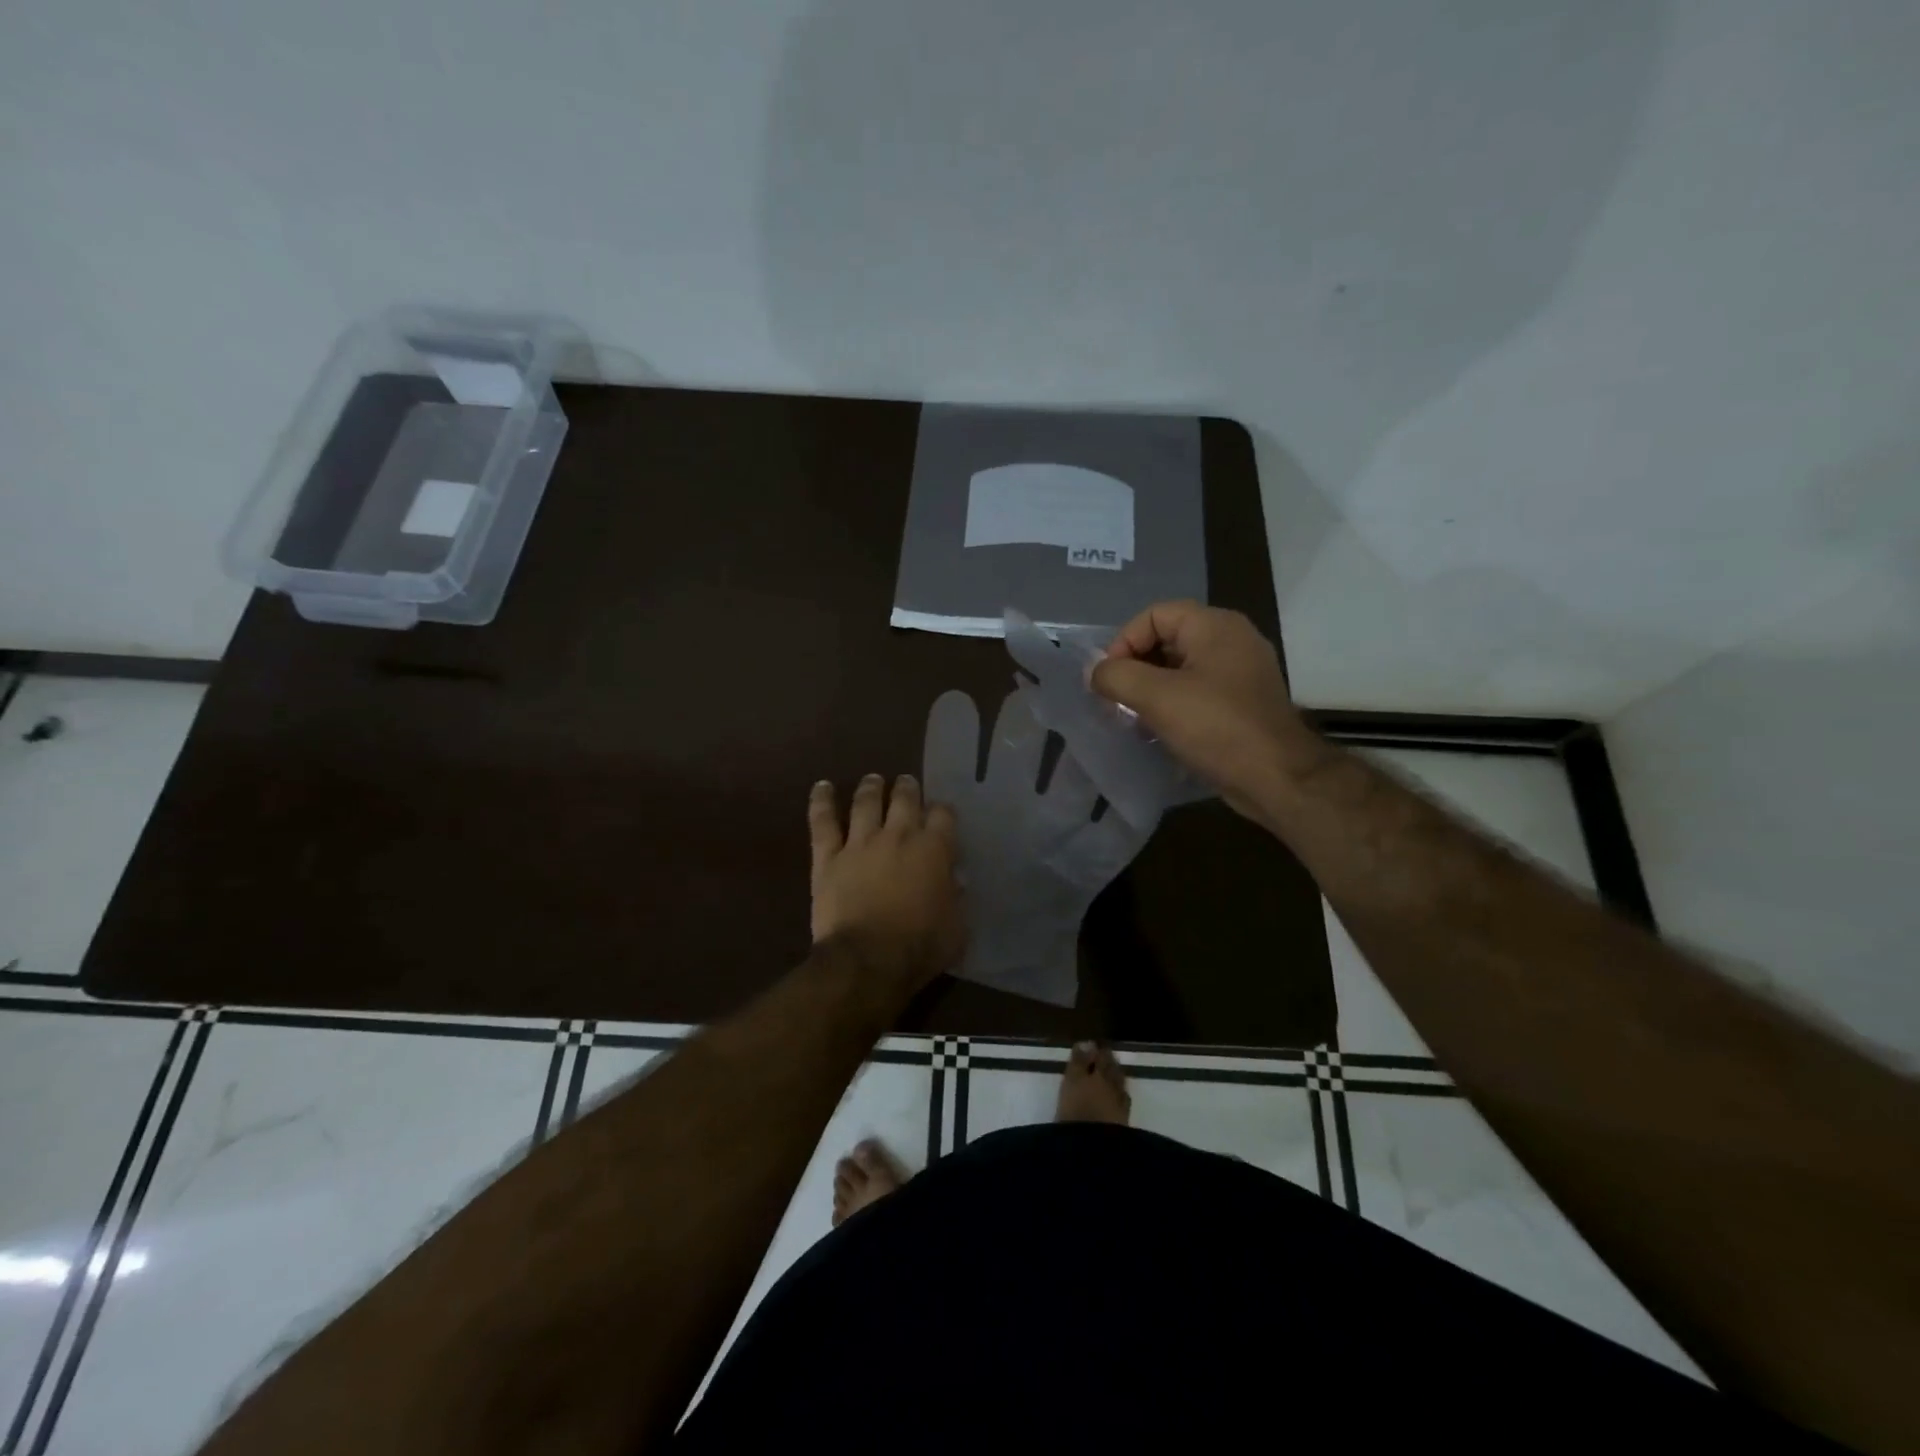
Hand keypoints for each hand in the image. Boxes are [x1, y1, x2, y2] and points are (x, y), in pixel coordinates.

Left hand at [808, 774, 963, 986]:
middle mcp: (898, 836)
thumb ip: (957, 899)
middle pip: (905, 799)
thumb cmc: (920, 947)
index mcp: (934, 850)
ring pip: (866, 803)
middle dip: (908, 788)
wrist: (867, 960)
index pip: (943, 815)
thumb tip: (954, 881)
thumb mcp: (957, 928)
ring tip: (874, 779)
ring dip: (871, 788)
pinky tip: (822, 786)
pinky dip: (821, 801)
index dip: (943, 811)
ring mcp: (861, 843)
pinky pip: (823, 822)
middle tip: (906, 783)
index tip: (941, 814)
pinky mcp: (829, 857)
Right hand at [1089, 601, 1324, 822]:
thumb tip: (1094, 671)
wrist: (1277, 778)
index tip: (1109, 680)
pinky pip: (1198, 691)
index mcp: (1214, 626)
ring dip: (1150, 689)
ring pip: (1180, 668)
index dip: (1123, 642)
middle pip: (1166, 639)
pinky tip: (1158, 730)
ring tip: (1132, 717)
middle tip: (1115, 700)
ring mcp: (1241, 671)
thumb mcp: (1156, 697)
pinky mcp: (1243, 702)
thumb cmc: (1216, 727)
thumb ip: (1116, 676)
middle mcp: (1231, 639)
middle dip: (1134, 668)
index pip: (1154, 615)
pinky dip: (1173, 704)